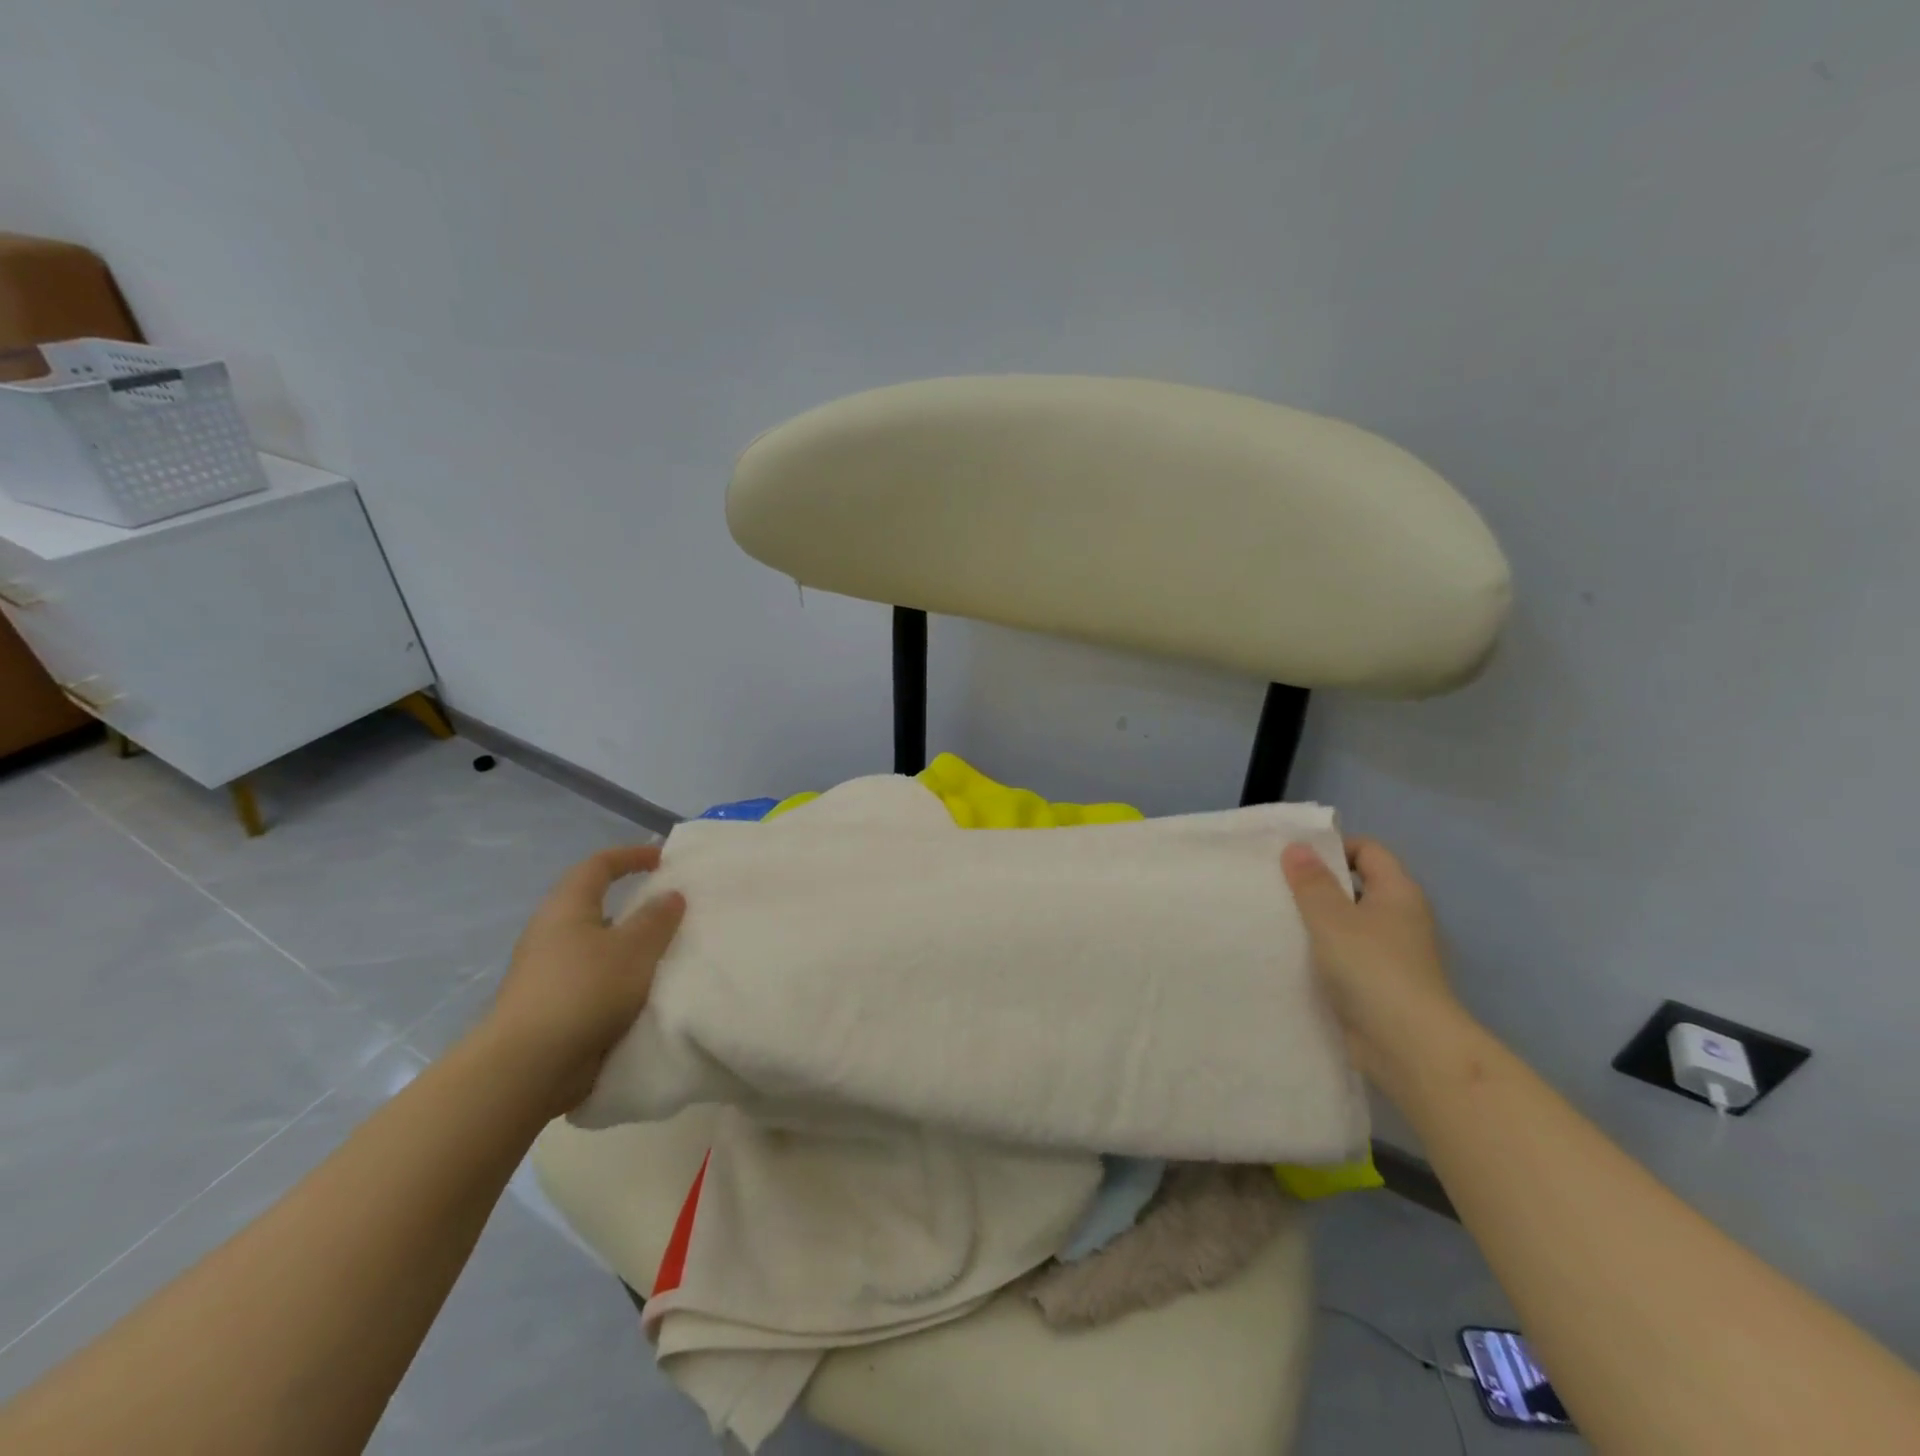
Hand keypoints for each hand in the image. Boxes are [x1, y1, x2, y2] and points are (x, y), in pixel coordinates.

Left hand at [482, 845, 684, 1118]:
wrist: (526, 1068)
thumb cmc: (583, 991)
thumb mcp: (634, 949)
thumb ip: (657, 919)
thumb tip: (670, 894)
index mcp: (566, 908)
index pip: (598, 866)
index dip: (630, 856)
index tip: (663, 859)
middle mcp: (551, 934)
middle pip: (594, 905)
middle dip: (632, 904)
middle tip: (670, 909)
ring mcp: (547, 973)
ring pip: (595, 946)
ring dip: (628, 946)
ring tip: (666, 953)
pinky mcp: (550, 1007)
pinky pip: (593, 979)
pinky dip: (619, 978)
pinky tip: (644, 993)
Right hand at [1281, 838, 1468, 1095]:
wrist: (1409, 1047)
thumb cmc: (1372, 969)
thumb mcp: (1332, 919)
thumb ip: (1312, 883)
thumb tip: (1298, 847)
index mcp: (1398, 892)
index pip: (1368, 850)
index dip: (1333, 847)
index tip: (1293, 858)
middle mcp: (1401, 918)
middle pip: (1357, 886)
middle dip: (1318, 885)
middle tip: (1276, 886)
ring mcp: (1393, 954)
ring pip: (1349, 923)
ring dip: (1317, 922)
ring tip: (1277, 920)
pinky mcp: (1381, 985)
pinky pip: (1347, 956)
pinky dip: (1323, 953)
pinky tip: (1292, 958)